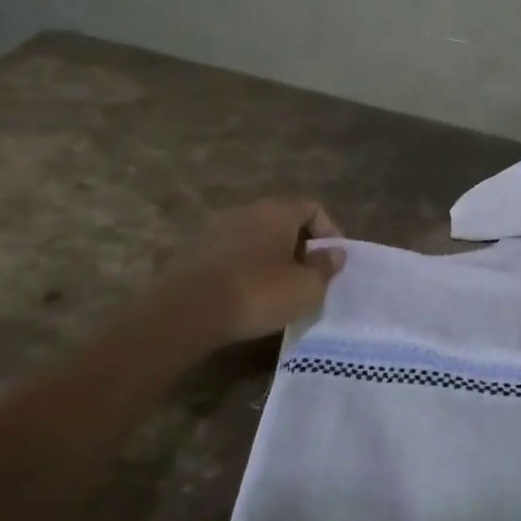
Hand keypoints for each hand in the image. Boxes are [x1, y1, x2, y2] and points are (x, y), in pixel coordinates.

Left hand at [108, 200, 346, 358]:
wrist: (186, 312)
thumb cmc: (258, 293)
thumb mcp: (306, 287)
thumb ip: (325, 267)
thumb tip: (335, 253)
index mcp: (277, 212)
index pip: (312, 208)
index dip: (329, 231)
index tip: (333, 260)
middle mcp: (247, 211)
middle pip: (283, 221)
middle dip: (299, 245)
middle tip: (309, 275)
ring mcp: (217, 230)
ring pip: (256, 238)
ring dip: (271, 258)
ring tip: (279, 288)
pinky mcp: (195, 253)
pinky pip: (232, 255)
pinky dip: (246, 269)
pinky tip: (248, 295)